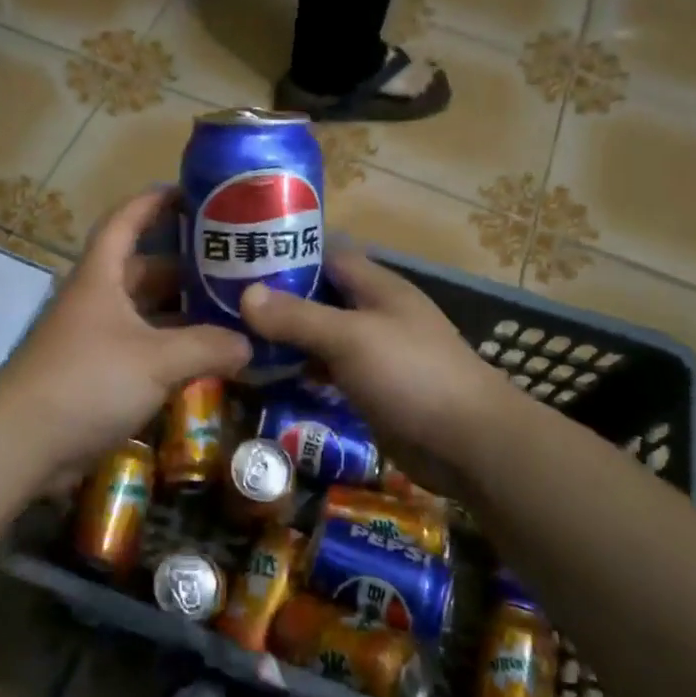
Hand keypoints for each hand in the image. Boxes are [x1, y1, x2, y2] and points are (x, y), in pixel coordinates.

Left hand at [0, 188, 250, 477]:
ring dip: (184, 311)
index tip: (191, 192)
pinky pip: (145, 349)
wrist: (22, 443)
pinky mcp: (99, 373)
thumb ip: (207, 347)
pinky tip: (208, 356)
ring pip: (147, 312)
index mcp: (101, 276)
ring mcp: (97, 337)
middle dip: (185, 264)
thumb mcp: (154, 359)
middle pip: (144, 268)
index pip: (125, 221)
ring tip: (232, 307)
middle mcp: (98, 299)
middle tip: (233, 262)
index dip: (153, 201)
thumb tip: (250, 344)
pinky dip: (174, 349)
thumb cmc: (87, 380)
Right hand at [240, 245, 517, 470]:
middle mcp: (375, 312)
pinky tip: (269, 376)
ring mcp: (375, 352)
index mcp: (377, 286)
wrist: (470, 444)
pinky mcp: (372, 387)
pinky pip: (329, 369)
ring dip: (286, 336)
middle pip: (320, 295)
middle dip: (278, 298)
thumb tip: (246, 295)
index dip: (287, 252)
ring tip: (237, 337)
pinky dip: (302, 369)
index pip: (325, 254)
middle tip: (225, 303)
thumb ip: (298, 317)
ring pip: (321, 334)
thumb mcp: (350, 338)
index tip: (241, 257)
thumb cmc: (412, 375)